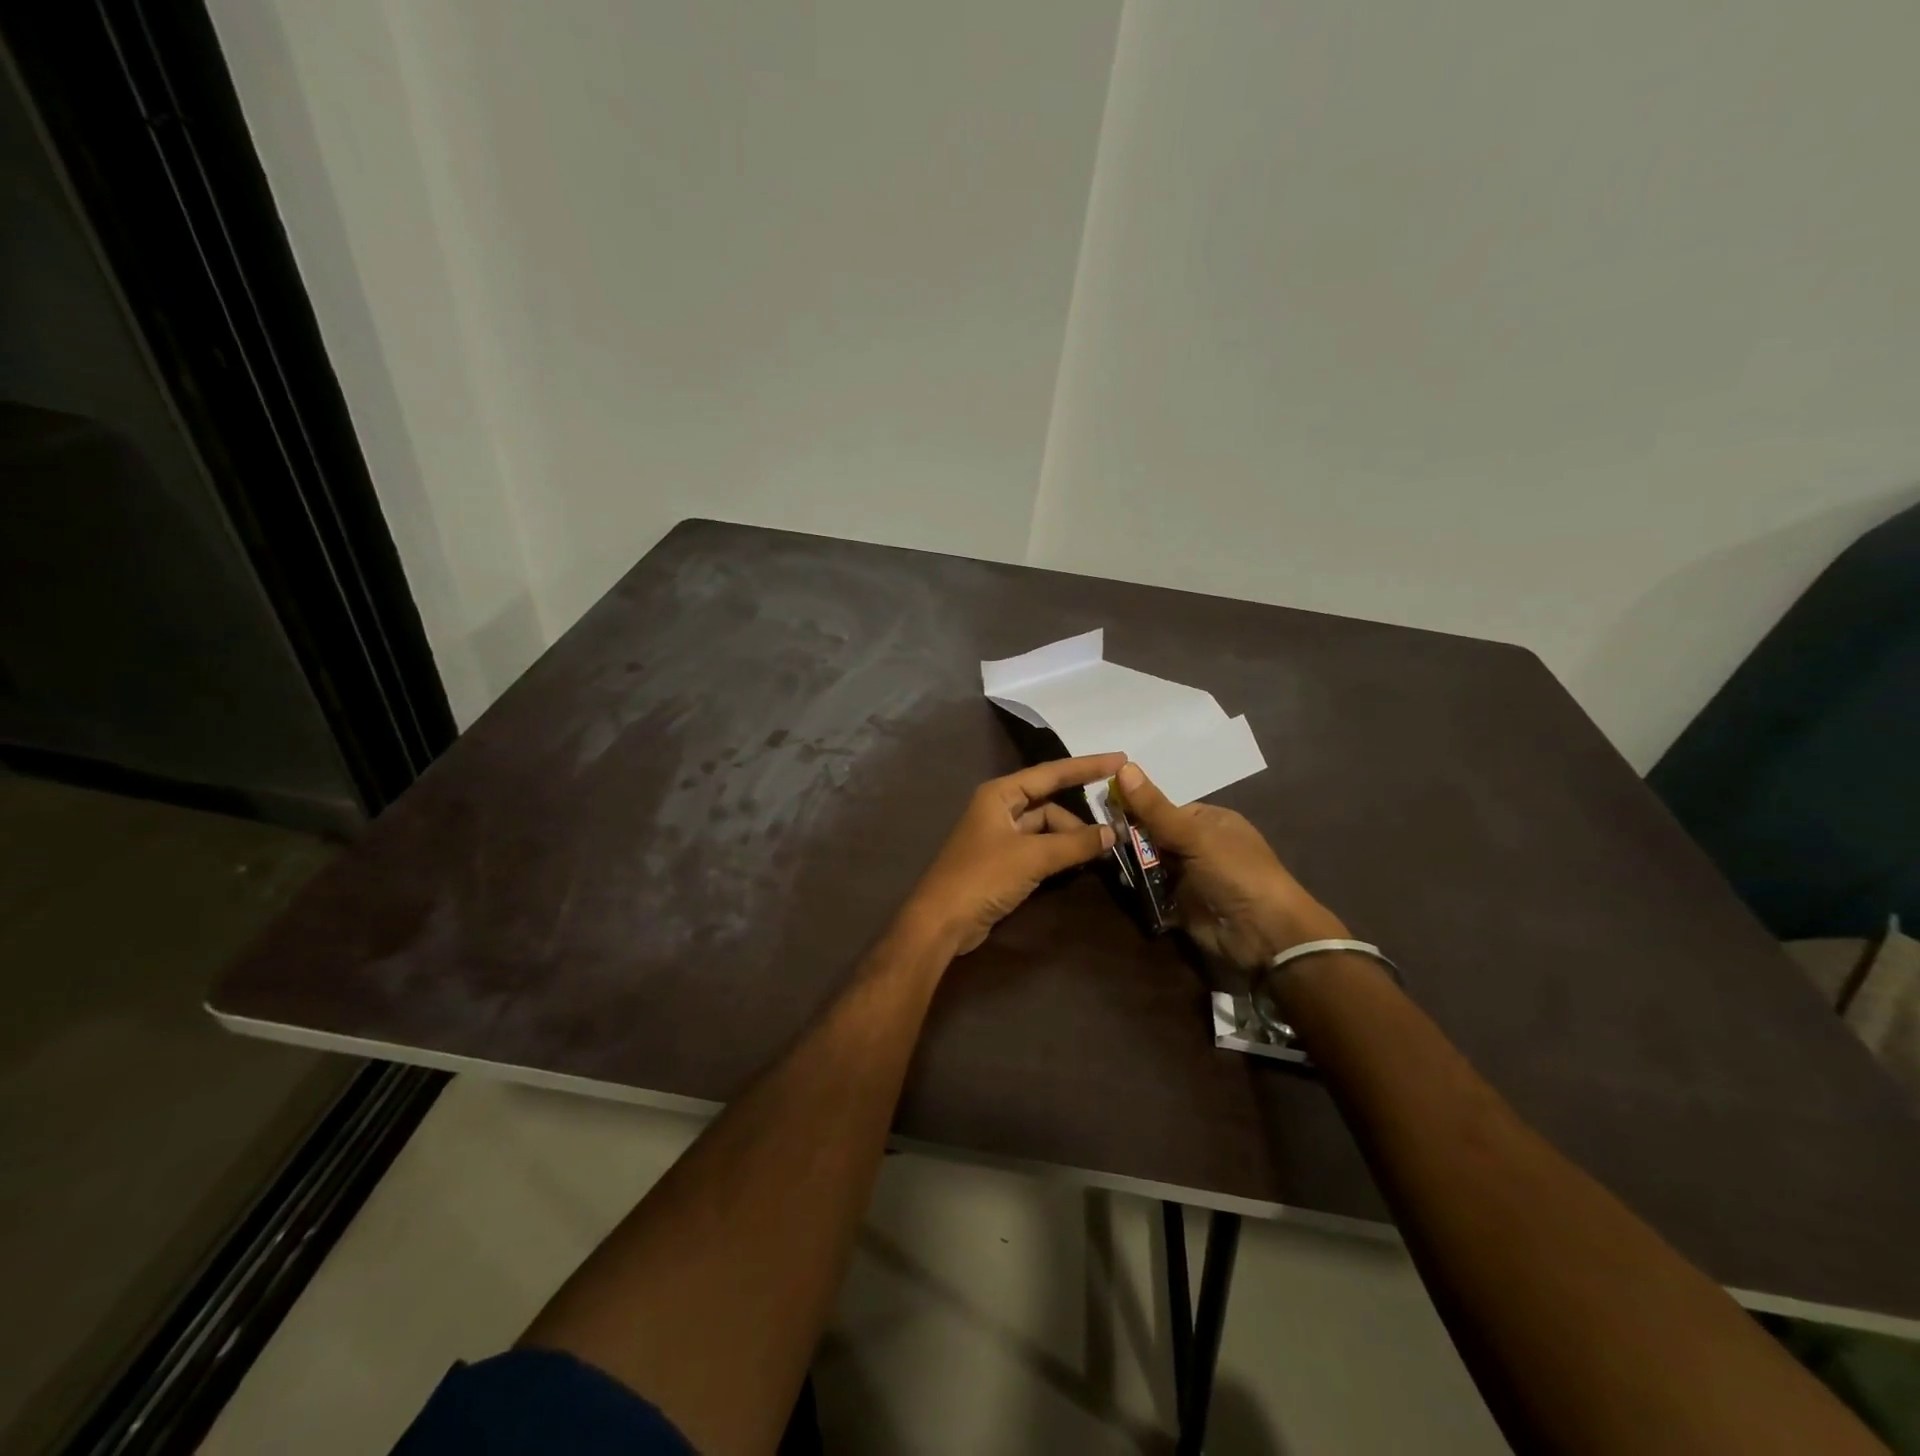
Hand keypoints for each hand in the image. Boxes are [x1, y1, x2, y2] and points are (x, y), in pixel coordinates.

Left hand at [904, 754, 1123, 954]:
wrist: (941, 921)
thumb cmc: (982, 877)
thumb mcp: (1032, 857)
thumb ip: (1074, 844)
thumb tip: (1112, 833)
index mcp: (1000, 794)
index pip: (1051, 773)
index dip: (1087, 766)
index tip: (1121, 760)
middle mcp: (999, 809)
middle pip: (1049, 804)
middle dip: (1079, 819)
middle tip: (1113, 833)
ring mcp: (1000, 837)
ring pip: (1046, 829)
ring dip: (1070, 840)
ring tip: (1098, 854)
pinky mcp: (1002, 863)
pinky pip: (1039, 850)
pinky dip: (1059, 855)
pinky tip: (1079, 864)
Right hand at [1113, 761, 1346, 968]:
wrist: (1264, 934)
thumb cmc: (1235, 872)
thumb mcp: (1194, 835)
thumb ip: (1155, 808)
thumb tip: (1123, 766)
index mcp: (1209, 822)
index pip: (1163, 810)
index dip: (1136, 809)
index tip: (1104, 811)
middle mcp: (1199, 846)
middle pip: (1153, 837)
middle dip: (1130, 841)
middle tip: (1101, 841)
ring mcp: (1190, 877)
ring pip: (1150, 866)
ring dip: (1132, 867)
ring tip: (1107, 865)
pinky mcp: (1182, 906)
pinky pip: (1152, 893)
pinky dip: (1139, 892)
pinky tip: (1122, 888)